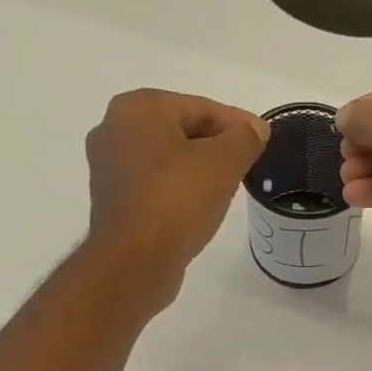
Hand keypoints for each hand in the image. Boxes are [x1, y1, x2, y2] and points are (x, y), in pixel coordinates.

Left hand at [85, 90, 268, 300]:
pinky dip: (178, 191)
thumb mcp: (224, 163)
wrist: (134, 262)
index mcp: (138, 108)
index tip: (262, 139)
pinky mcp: (113, 202)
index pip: (200, 107)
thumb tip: (255, 129)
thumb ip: (244, 139)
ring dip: (197, 170)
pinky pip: (154, 186)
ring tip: (226, 188)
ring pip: (167, 160)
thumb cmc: (177, 201)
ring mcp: (109, 168)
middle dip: (216, 146)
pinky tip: (198, 208)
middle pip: (181, 131)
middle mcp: (114, 129)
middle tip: (246, 165)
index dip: (237, 123)